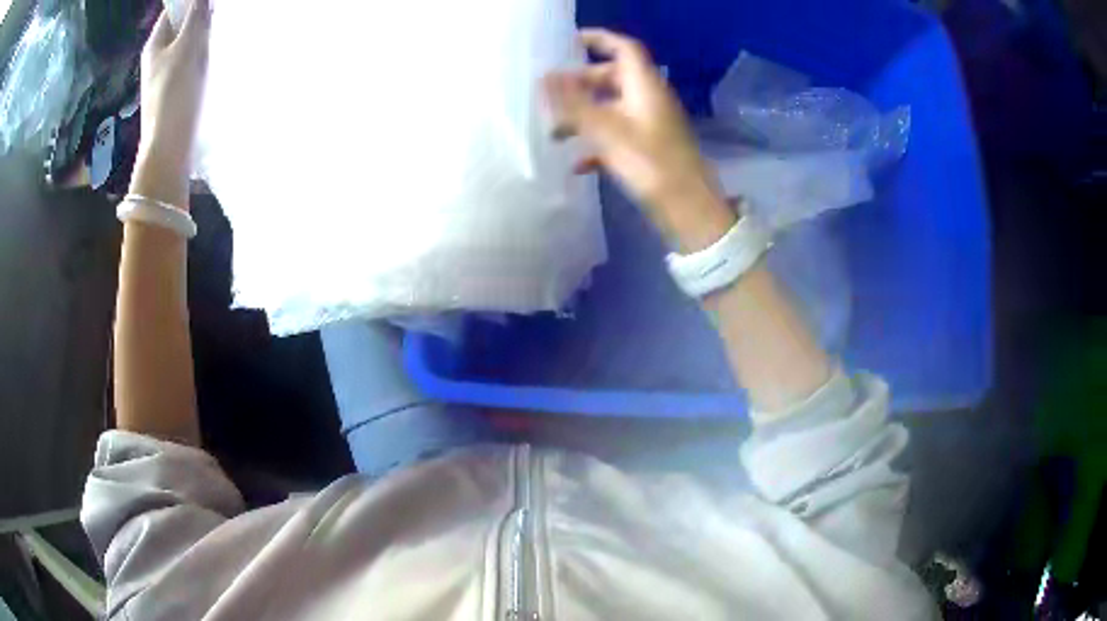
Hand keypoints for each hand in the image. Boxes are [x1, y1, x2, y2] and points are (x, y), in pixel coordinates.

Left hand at [130, 0, 211, 207]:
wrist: (168, 147)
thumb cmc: (174, 93)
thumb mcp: (187, 47)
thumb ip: (196, 16)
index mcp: (155, 44)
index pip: (172, 10)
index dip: (190, 1)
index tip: (209, 3)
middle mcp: (157, 57)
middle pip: (180, 25)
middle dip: (199, 17)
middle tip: (216, 17)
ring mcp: (165, 75)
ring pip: (187, 43)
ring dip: (201, 37)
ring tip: (216, 38)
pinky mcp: (174, 90)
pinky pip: (190, 62)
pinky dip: (201, 56)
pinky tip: (211, 61)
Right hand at [545, 29, 733, 250]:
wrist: (688, 210)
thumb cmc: (650, 164)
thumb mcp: (606, 131)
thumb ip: (573, 104)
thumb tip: (544, 78)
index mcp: (645, 86)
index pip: (623, 48)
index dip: (598, 39)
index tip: (568, 43)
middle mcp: (649, 99)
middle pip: (612, 78)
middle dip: (579, 85)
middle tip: (549, 97)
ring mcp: (651, 124)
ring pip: (612, 107)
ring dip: (583, 115)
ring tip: (554, 134)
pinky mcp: (650, 147)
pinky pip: (618, 133)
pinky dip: (597, 141)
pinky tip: (577, 163)